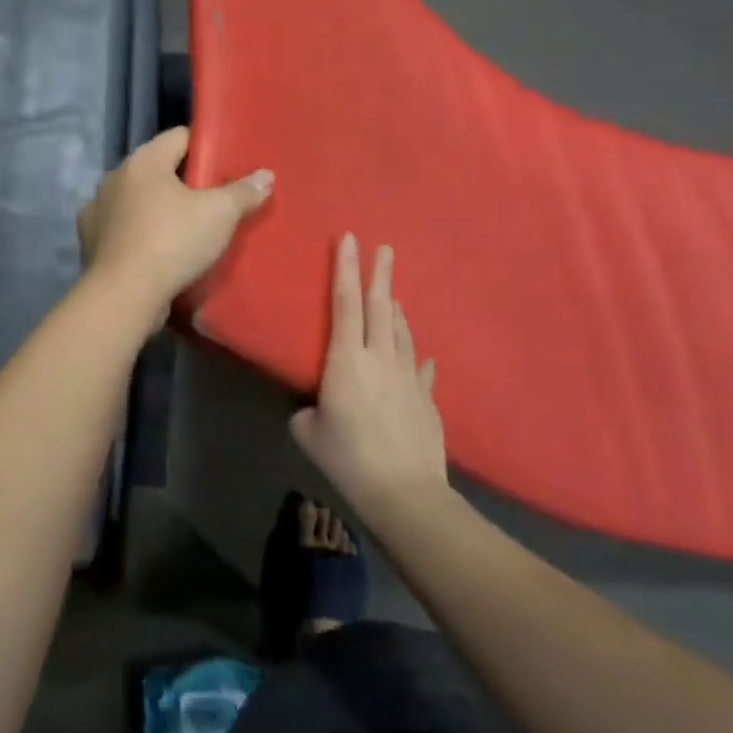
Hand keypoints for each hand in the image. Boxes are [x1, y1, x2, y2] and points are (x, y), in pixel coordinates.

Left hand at [77, 127, 273, 318]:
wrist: (124, 295)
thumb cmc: (172, 242)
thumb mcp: (220, 215)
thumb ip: (243, 192)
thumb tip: (265, 175)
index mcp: (143, 160)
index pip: (179, 137)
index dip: (205, 148)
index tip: (225, 166)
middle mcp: (115, 177)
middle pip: (157, 169)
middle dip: (183, 181)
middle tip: (213, 200)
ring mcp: (98, 208)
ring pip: (137, 199)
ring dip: (158, 208)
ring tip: (185, 228)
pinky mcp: (90, 240)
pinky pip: (122, 227)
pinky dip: (138, 233)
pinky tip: (156, 250)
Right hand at [289, 234, 450, 521]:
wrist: (405, 492)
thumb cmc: (347, 459)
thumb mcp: (307, 432)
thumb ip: (306, 410)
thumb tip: (315, 407)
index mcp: (346, 360)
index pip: (345, 303)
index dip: (346, 269)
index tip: (350, 239)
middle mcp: (380, 358)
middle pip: (381, 306)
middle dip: (380, 273)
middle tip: (385, 247)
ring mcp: (408, 376)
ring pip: (401, 331)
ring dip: (395, 308)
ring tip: (391, 294)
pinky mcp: (426, 398)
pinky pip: (419, 367)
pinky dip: (414, 355)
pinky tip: (418, 354)